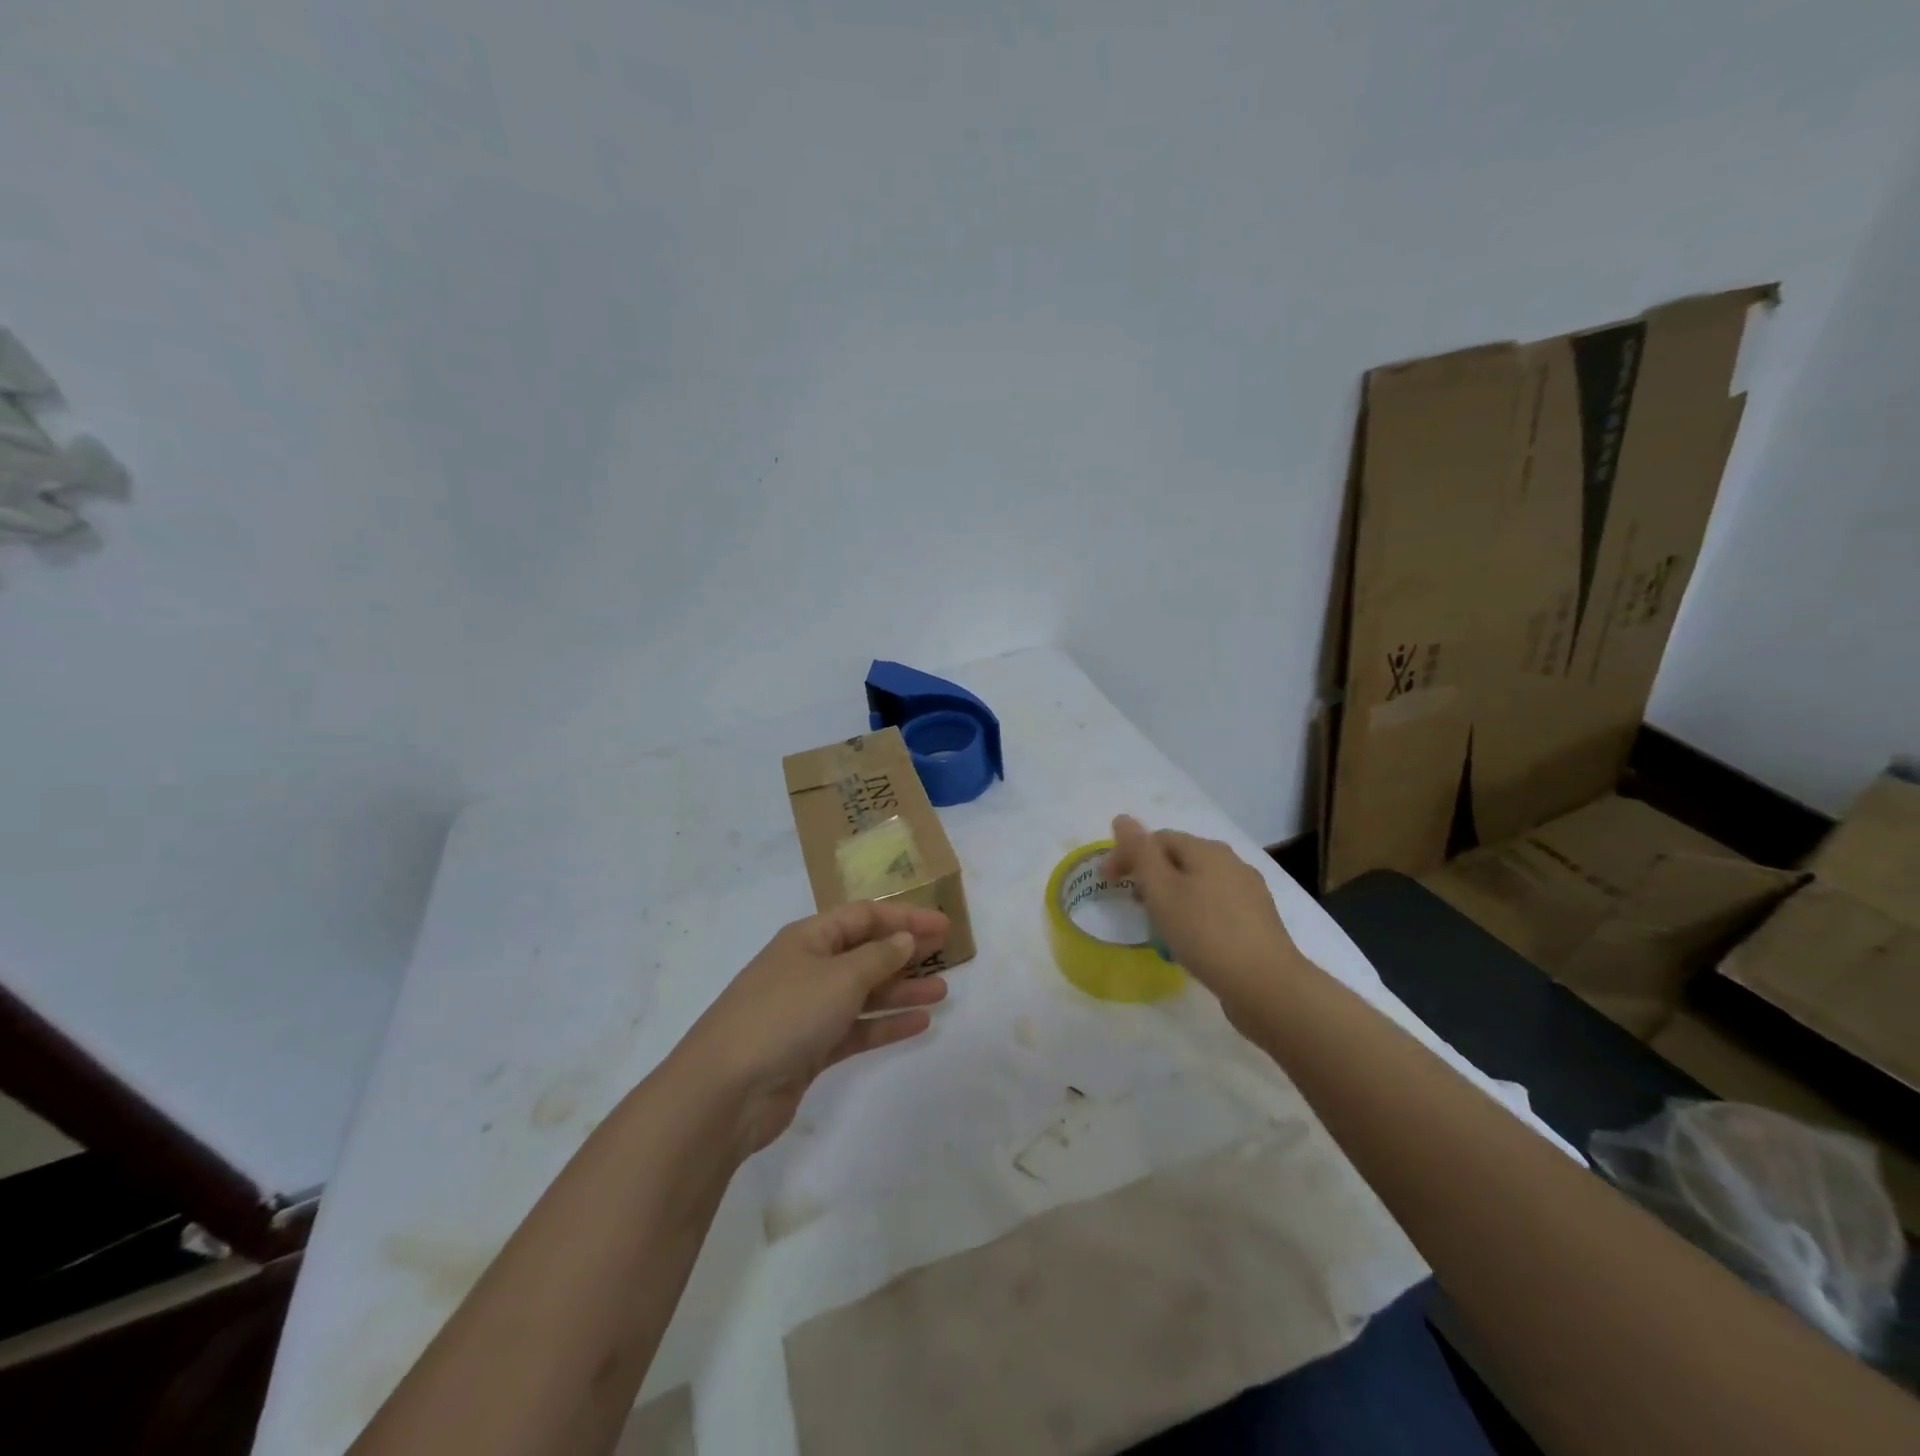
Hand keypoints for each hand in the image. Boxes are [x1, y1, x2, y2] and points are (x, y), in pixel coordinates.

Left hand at [677, 901, 949, 1155]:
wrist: (726, 1090)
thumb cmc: (785, 1015)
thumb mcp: (839, 977)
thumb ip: (878, 957)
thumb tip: (904, 939)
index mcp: (808, 938)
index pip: (863, 916)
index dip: (904, 917)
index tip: (943, 924)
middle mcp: (808, 968)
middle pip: (864, 952)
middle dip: (904, 951)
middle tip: (946, 953)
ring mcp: (808, 1010)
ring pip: (863, 992)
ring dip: (901, 990)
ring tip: (942, 992)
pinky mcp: (810, 1049)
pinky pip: (856, 1028)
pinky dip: (885, 1024)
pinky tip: (919, 1023)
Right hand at [1102, 814, 1304, 1030]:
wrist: (1266, 985)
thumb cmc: (1205, 933)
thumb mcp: (1162, 890)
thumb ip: (1140, 853)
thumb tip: (1122, 818)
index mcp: (1207, 850)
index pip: (1157, 839)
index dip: (1128, 855)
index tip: (1108, 883)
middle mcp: (1231, 863)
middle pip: (1179, 859)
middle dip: (1150, 876)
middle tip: (1133, 905)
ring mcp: (1249, 892)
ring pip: (1198, 884)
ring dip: (1172, 897)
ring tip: (1159, 925)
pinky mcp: (1257, 921)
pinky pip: (1215, 907)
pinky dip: (1194, 914)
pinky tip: (1191, 940)